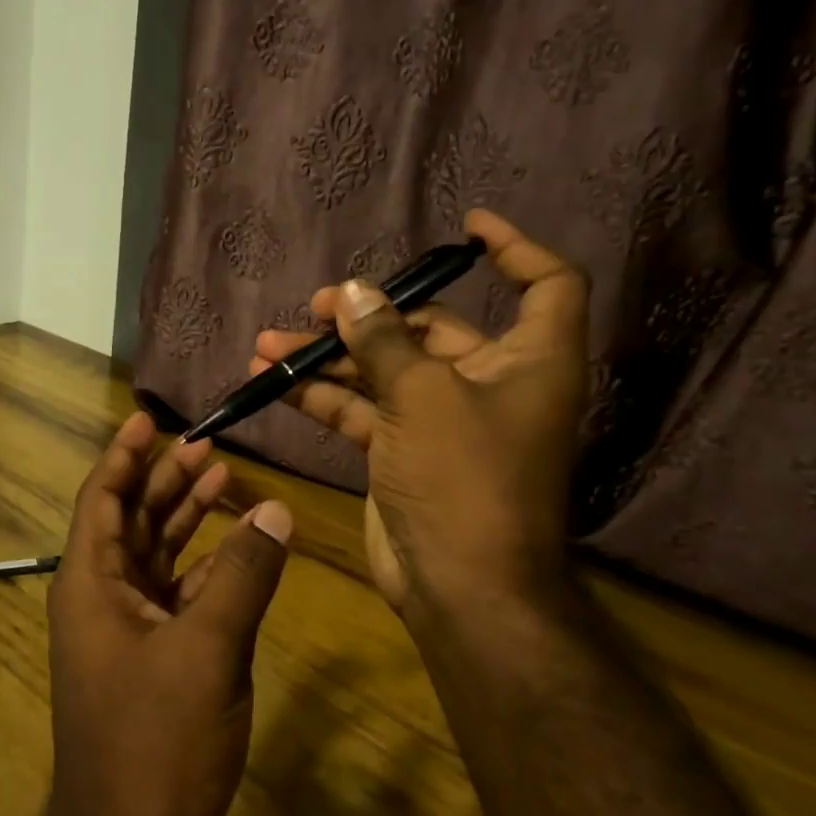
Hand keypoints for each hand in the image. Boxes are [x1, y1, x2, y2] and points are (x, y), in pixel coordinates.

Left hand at [37, 411, 291, 815]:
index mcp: (91, 583)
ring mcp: (126, 632)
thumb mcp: (206, 649)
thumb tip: (276, 510)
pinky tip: (240, 551)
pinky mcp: (152, 662)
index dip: (125, 454)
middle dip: (165, 481)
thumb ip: (243, 575)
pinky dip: (206, 571)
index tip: (150, 419)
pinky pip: (177, 597)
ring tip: (223, 480)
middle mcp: (101, 598)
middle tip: (205, 445)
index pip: (104, 497)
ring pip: (156, 556)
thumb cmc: (155, 744)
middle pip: (132, 520)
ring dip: (187, 520)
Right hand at [251, 209, 586, 614]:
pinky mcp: (402, 451)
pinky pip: (361, 410)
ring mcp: (440, 420)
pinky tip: (273, 384)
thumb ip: (384, 340)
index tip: (466, 228)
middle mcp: (489, 384)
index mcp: (528, 362)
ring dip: (328, 358)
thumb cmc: (465, 480)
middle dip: (369, 315)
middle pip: (432, 329)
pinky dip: (321, 397)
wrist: (460, 587)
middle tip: (317, 307)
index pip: (545, 286)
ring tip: (270, 344)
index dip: (515, 249)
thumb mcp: (423, 397)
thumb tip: (352, 292)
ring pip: (383, 371)